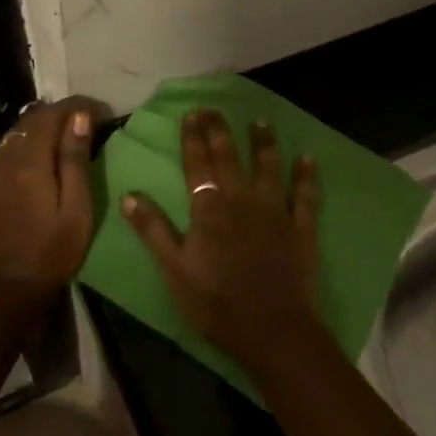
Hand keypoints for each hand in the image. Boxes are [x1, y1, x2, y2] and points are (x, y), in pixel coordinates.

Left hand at [0, 97, 104, 309]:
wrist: (6, 295)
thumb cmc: (52, 254)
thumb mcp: (76, 208)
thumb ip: (75, 160)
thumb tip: (80, 117)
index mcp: (28, 162)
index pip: (51, 115)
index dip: (78, 107)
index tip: (102, 113)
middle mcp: (2, 160)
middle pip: (29, 121)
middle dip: (59, 115)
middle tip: (88, 124)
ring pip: (13, 136)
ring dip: (40, 130)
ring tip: (66, 140)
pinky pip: (2, 155)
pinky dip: (24, 148)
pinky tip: (38, 164)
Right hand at [120, 108, 323, 373]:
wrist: (271, 328)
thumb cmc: (215, 302)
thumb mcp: (174, 269)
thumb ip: (153, 229)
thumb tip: (128, 194)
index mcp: (209, 208)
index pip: (197, 164)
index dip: (193, 138)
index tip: (192, 113)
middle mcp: (242, 199)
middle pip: (229, 157)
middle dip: (220, 131)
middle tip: (215, 108)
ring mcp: (275, 211)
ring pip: (269, 167)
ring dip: (264, 142)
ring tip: (261, 122)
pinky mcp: (301, 227)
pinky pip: (305, 195)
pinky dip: (306, 175)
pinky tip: (307, 158)